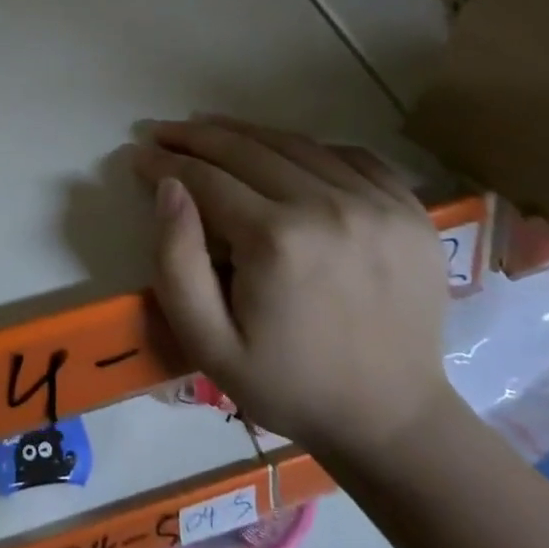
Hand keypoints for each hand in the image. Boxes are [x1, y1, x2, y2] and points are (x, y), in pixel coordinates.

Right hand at [129, 117, 451, 460]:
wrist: (393, 419)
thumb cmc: (288, 384)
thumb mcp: (208, 341)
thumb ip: (176, 261)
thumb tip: (168, 188)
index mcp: (276, 240)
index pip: (207, 179)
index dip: (165, 163)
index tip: (138, 155)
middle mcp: (328, 207)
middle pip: (247, 149)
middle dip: (196, 136)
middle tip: (164, 131)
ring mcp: (377, 203)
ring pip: (296, 144)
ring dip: (246, 132)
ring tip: (210, 129)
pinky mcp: (409, 210)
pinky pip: (350, 156)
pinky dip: (308, 146)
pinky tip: (282, 153)